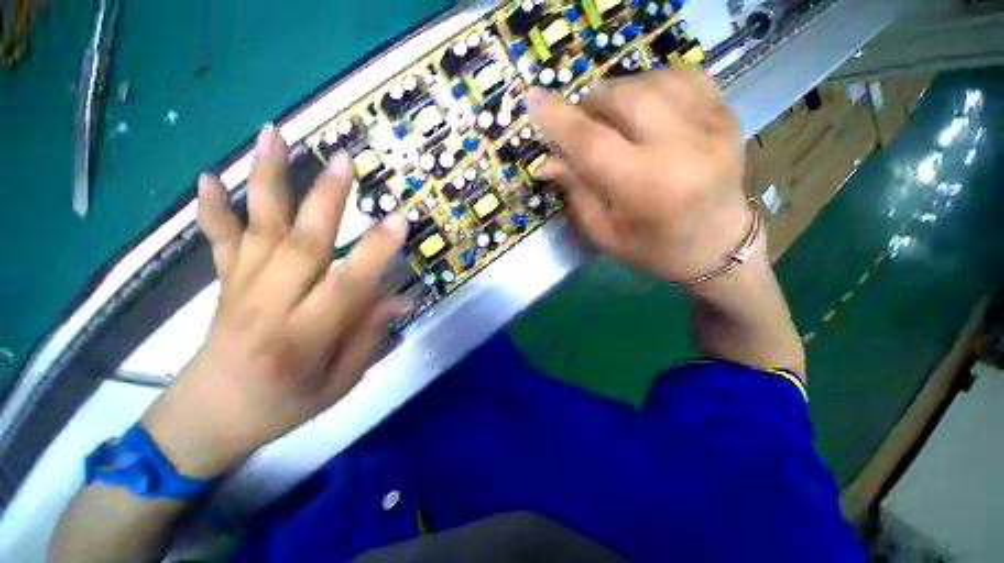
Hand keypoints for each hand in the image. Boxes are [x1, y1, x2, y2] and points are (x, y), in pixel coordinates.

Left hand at [142, 124, 410, 476]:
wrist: (208, 418)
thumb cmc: (282, 405)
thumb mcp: (339, 383)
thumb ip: (369, 336)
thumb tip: (400, 297)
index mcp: (302, 339)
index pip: (346, 287)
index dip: (375, 253)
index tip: (399, 220)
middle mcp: (268, 306)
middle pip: (301, 245)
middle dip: (326, 200)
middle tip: (344, 161)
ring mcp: (240, 289)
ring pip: (257, 229)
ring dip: (266, 180)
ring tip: (273, 135)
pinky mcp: (224, 282)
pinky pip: (218, 241)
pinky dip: (212, 208)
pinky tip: (208, 177)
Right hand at [528, 69, 751, 283]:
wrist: (719, 246)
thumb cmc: (653, 249)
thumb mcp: (605, 232)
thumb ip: (576, 191)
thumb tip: (546, 160)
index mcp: (647, 188)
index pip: (592, 143)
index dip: (558, 120)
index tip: (533, 100)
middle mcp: (683, 148)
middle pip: (622, 98)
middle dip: (590, 105)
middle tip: (581, 124)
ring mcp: (712, 124)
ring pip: (650, 81)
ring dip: (618, 94)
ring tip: (611, 118)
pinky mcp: (726, 113)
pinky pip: (681, 76)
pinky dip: (652, 84)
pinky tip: (644, 106)